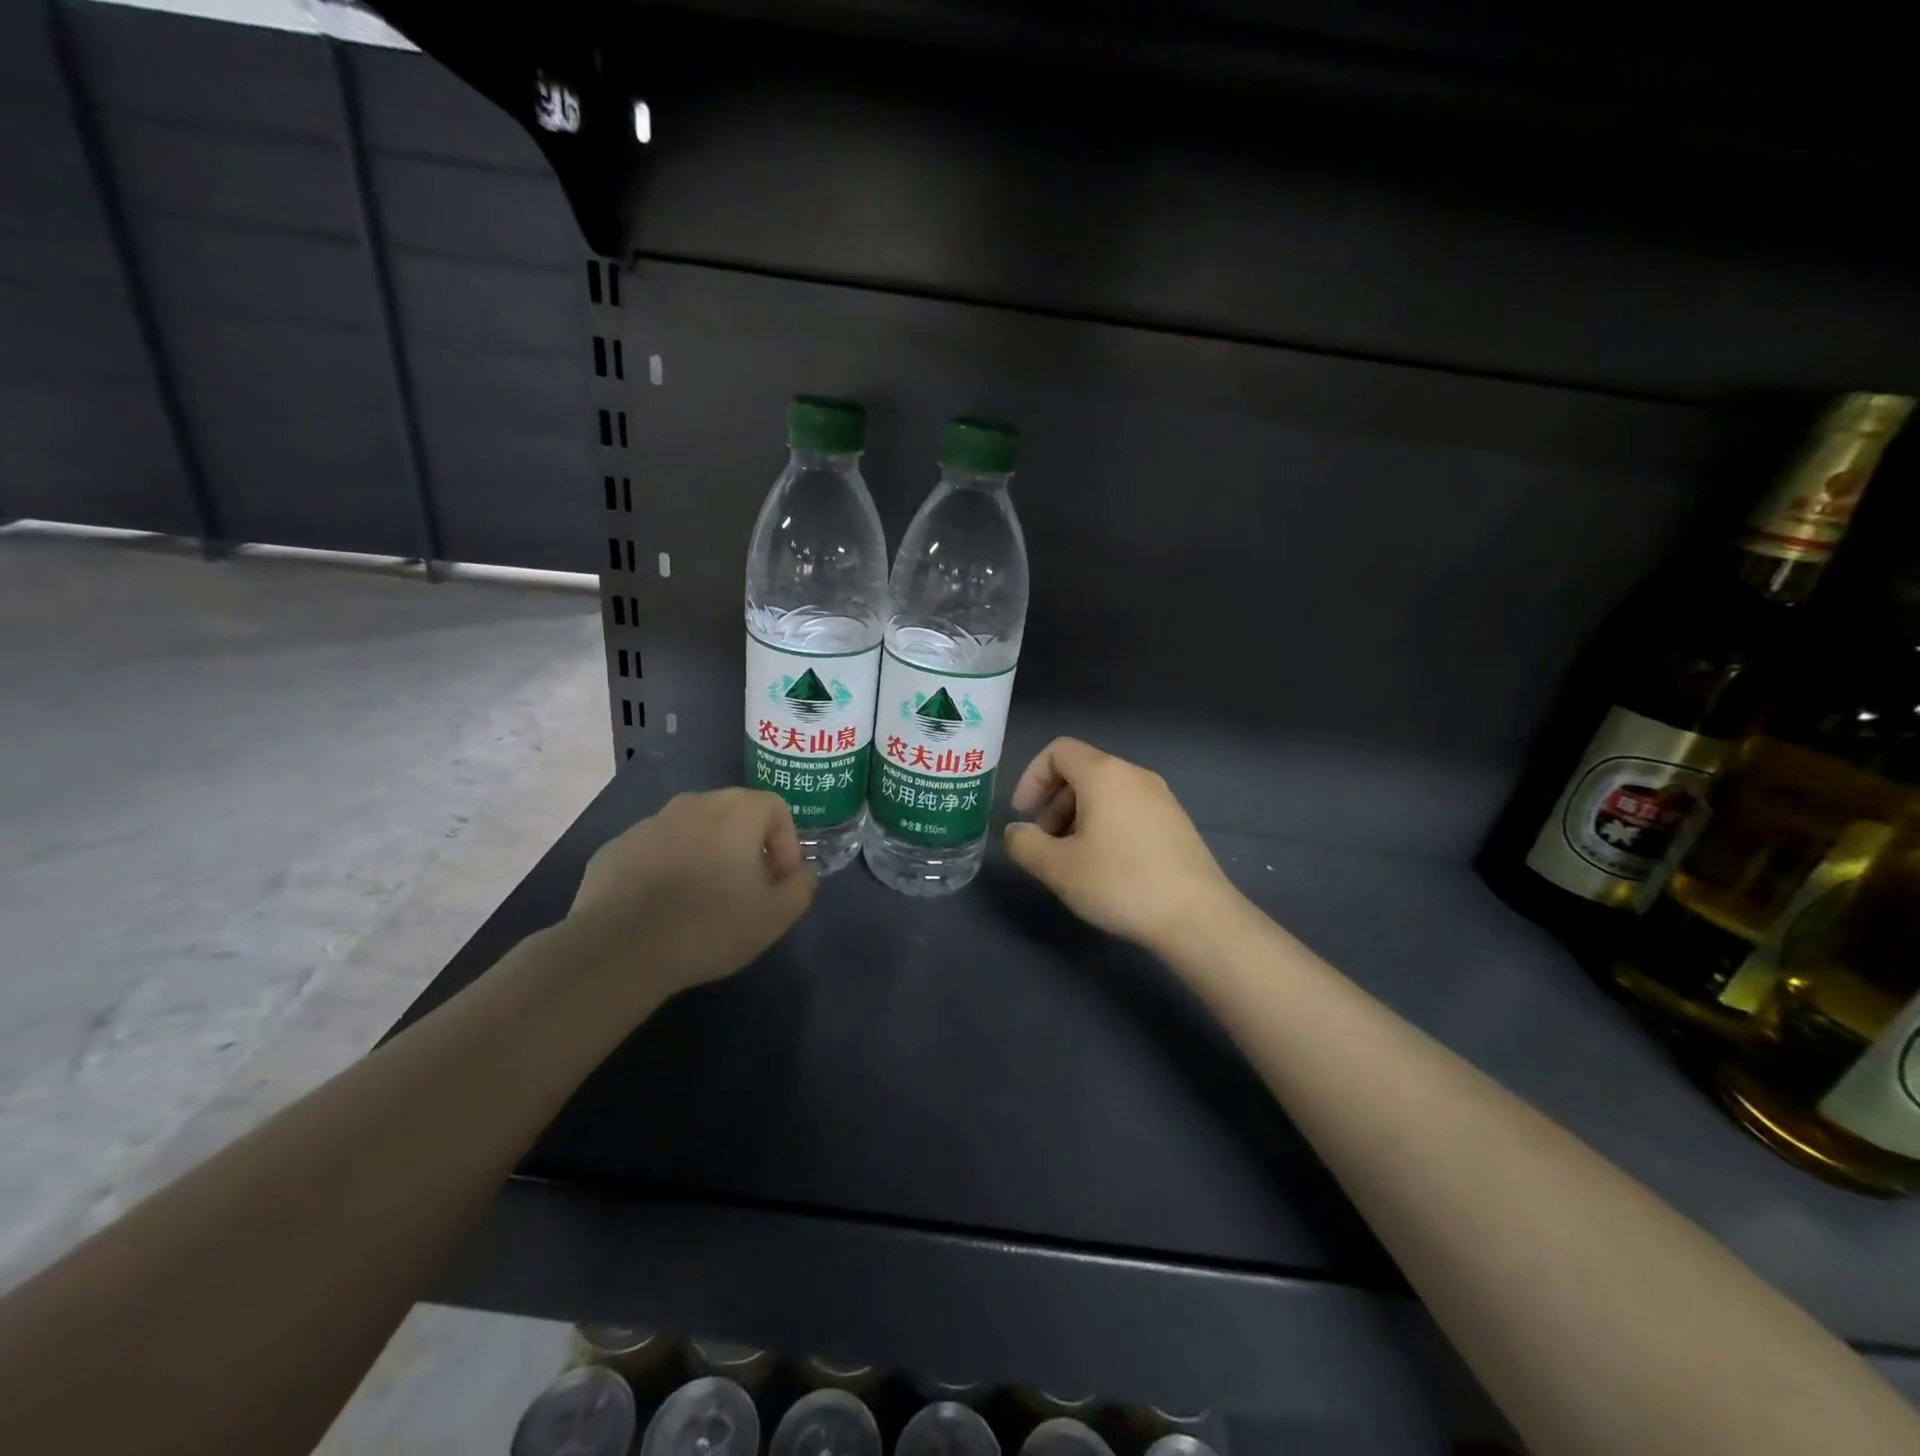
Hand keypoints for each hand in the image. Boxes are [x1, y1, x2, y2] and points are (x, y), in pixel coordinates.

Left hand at [567, 788, 817, 1000]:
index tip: (778, 882)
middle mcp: (693, 803)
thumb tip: (802, 872)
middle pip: (734, 815)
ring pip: (692, 832)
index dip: (786, 844)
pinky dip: (667, 869)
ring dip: (706, 856)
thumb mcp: (777, 915)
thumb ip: (802, 885)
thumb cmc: (710, 925)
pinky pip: (655, 851)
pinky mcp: (615, 848)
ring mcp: (649, 823)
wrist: (619, 950)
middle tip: (746, 890)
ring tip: (702, 901)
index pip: (776, 809)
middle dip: (747, 847)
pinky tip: (663, 908)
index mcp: (736, 810)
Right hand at [1003, 738, 1240, 953]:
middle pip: (1081, 770)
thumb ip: (1025, 844)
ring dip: (1077, 814)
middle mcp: (1134, 775)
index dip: (1032, 778)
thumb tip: (1016, 831)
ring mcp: (1160, 797)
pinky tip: (1106, 865)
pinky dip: (1105, 823)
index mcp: (1103, 775)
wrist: (1197, 916)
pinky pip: (1128, 807)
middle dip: (1053, 800)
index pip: (1058, 751)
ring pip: (1105, 791)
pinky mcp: (1176, 821)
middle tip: (1045, 841)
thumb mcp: (1058, 868)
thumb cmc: (1120, 883)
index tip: (1023, 815)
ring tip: (1073, 857)